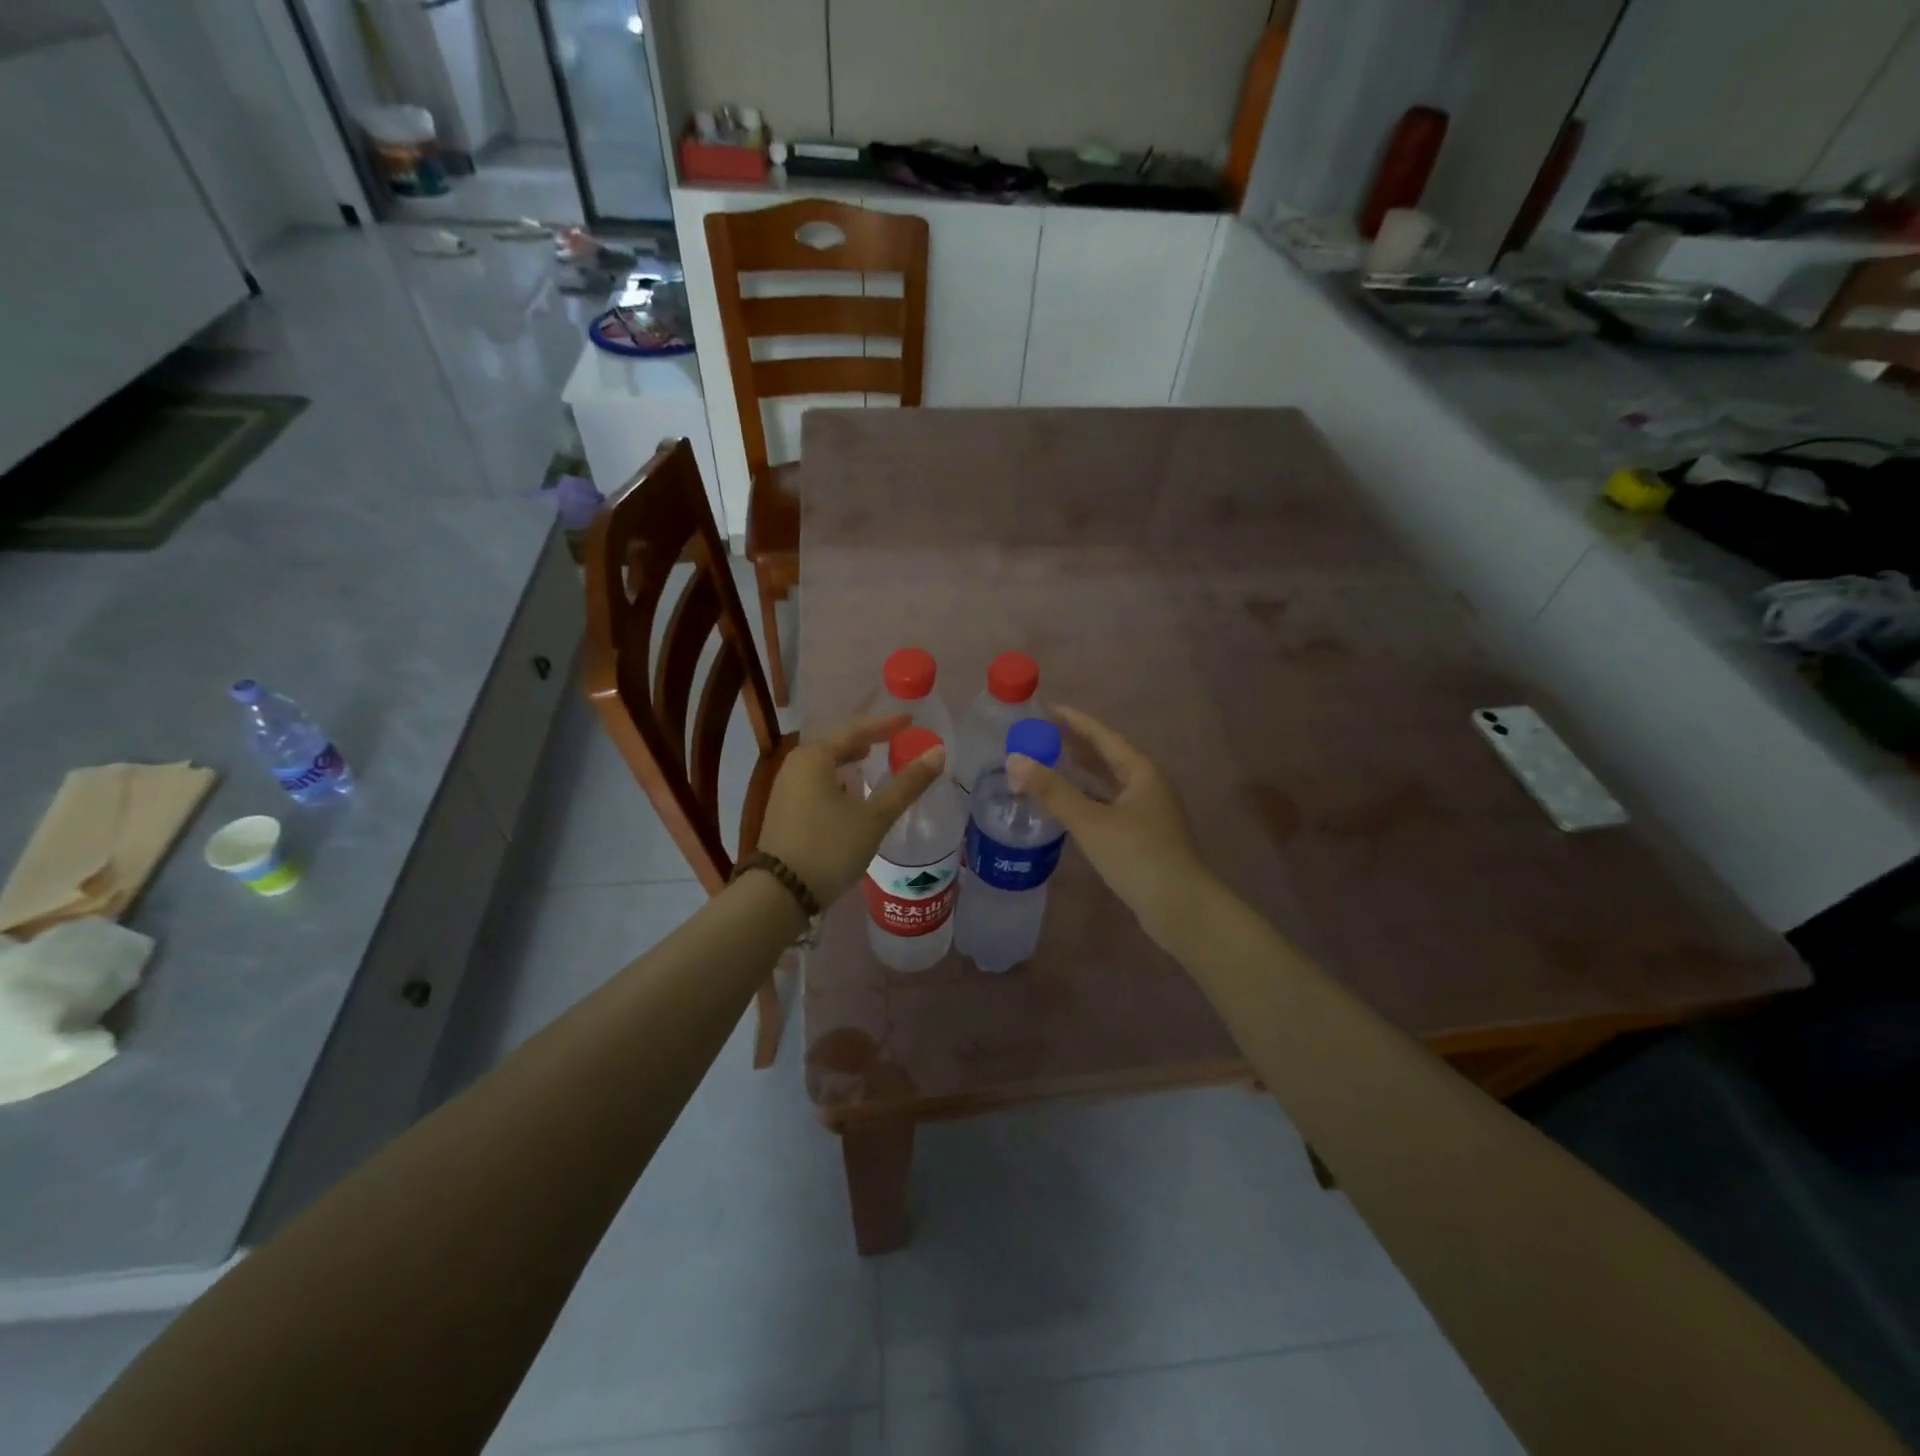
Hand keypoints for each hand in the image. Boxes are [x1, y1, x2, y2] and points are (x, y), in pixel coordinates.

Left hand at [756, 715, 945, 905]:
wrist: (780, 894)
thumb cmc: (830, 848)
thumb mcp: (874, 817)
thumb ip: (907, 784)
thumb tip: (938, 752)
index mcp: (814, 756)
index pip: (856, 729)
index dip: (885, 724)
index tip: (910, 720)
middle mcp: (796, 764)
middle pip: (837, 743)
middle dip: (867, 740)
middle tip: (895, 739)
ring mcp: (786, 787)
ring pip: (826, 764)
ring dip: (851, 760)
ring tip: (875, 760)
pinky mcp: (785, 808)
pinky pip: (818, 781)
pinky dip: (839, 778)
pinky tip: (852, 792)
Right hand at [1007, 706, 1211, 948]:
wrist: (1180, 907)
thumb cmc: (1137, 856)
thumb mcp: (1091, 821)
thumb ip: (1053, 791)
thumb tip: (1015, 760)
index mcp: (1142, 772)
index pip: (1104, 736)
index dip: (1076, 721)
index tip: (1049, 709)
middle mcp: (1148, 786)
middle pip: (1109, 757)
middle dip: (1077, 745)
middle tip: (1043, 734)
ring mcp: (1148, 812)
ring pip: (1109, 783)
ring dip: (1082, 772)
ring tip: (1051, 762)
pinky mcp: (1143, 836)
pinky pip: (1109, 804)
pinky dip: (1088, 798)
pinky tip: (1069, 805)